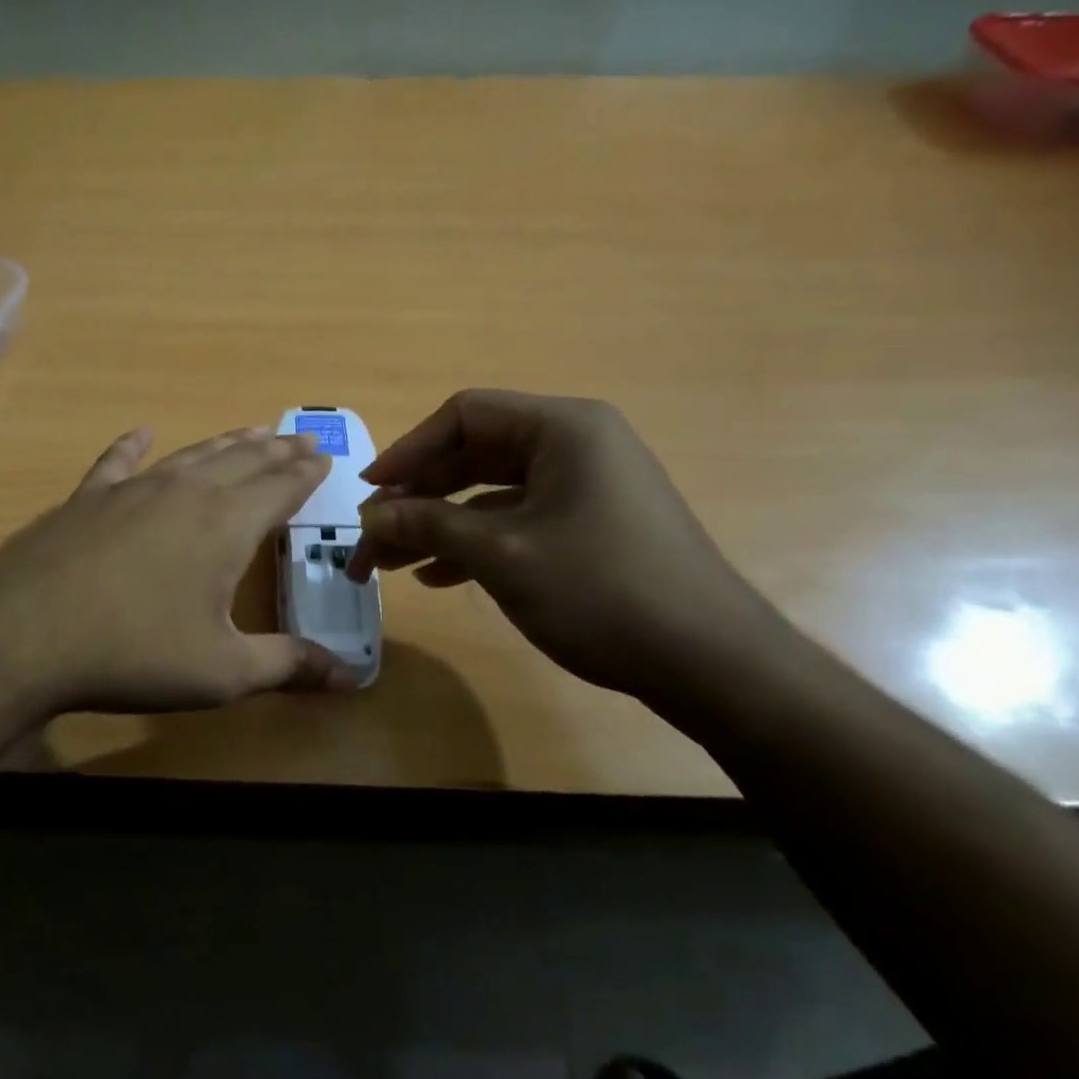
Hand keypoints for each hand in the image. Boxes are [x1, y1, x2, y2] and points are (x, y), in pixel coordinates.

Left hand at [0, 426, 358, 717]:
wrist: (24, 634)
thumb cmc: (135, 653)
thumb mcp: (222, 672)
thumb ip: (287, 666)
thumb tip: (351, 677)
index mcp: (226, 525)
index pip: (280, 489)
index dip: (306, 475)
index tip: (324, 458)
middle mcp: (185, 493)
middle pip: (243, 461)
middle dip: (276, 450)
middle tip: (300, 437)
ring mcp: (131, 490)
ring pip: (192, 455)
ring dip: (226, 442)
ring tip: (250, 431)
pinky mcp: (87, 499)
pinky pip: (117, 462)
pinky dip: (133, 446)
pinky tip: (140, 433)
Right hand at [346, 391, 769, 696]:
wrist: (709, 662)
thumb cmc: (600, 591)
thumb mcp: (501, 555)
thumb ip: (428, 526)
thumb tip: (369, 516)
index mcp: (562, 428)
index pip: (463, 416)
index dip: (408, 451)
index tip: (369, 493)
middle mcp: (576, 444)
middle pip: (474, 454)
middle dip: (418, 498)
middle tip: (373, 537)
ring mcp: (587, 486)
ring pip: (491, 493)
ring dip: (439, 525)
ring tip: (392, 565)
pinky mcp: (591, 525)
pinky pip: (518, 520)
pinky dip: (475, 544)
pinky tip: (438, 577)